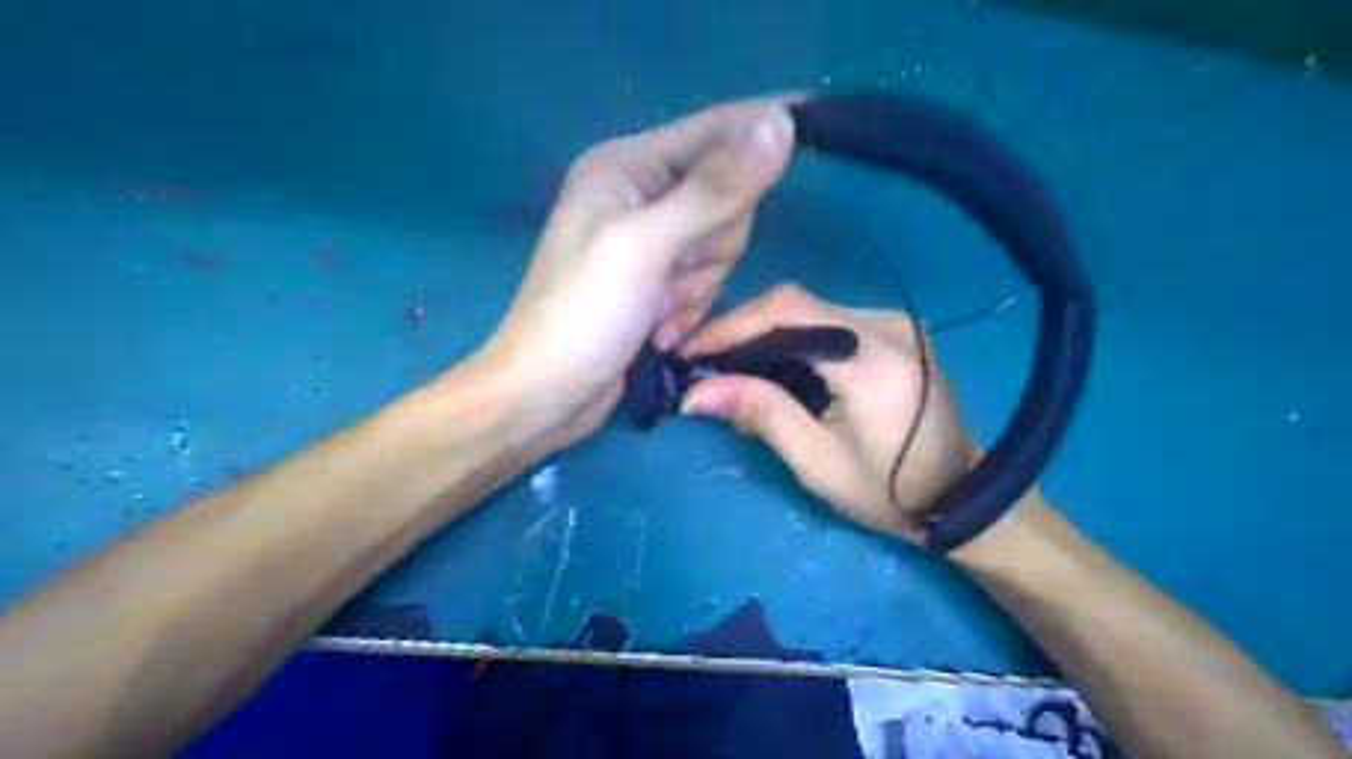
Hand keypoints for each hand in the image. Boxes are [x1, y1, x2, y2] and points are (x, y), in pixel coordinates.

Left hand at [477, 98, 794, 445]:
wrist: (547, 397)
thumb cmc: (584, 315)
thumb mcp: (647, 246)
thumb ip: (715, 189)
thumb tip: (780, 122)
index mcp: (627, 166)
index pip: (716, 130)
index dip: (759, 137)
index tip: (801, 139)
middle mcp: (641, 195)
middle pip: (727, 196)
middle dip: (711, 246)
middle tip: (671, 275)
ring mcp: (651, 242)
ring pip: (722, 244)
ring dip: (697, 285)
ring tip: (657, 310)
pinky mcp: (659, 282)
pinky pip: (707, 279)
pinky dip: (691, 308)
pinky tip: (659, 330)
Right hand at [681, 281, 979, 539]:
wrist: (961, 492)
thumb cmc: (890, 490)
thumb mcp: (818, 462)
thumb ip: (761, 415)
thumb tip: (694, 393)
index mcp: (872, 359)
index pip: (787, 314)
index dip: (730, 325)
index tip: (688, 350)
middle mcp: (886, 325)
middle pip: (795, 303)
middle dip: (740, 326)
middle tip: (702, 358)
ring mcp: (893, 322)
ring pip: (809, 307)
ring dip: (763, 330)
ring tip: (727, 362)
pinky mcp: (893, 329)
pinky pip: (827, 318)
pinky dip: (790, 335)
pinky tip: (770, 360)